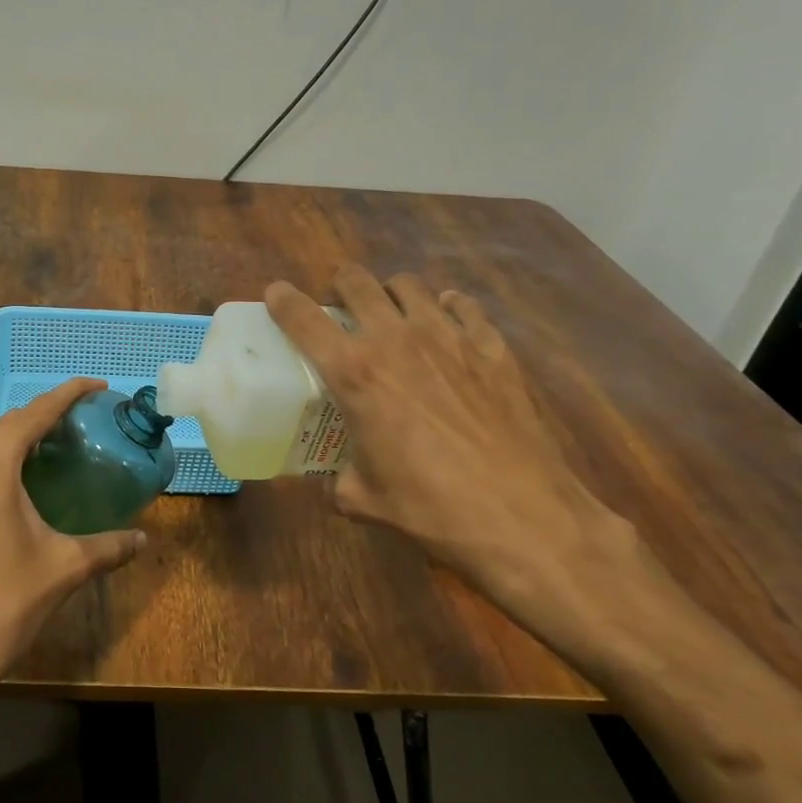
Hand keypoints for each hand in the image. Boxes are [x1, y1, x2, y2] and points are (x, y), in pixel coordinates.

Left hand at [0, 378, 146, 702]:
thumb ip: (108, 547)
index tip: (96, 385)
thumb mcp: (63, 569)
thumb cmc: (3, 605)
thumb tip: (143, 539)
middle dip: (43, 416)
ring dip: (16, 440)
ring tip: (51, 449)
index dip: (67, 394)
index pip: (34, 413)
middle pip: (7, 424)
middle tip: (79, 422)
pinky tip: (13, 486)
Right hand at [266, 266, 673, 661]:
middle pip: (357, 281)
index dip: (282, 300)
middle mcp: (396, 341)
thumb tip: (329, 479)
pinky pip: (463, 305)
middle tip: (341, 308)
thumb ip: (336, 479)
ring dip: (391, 294)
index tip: (276, 295)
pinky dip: (448, 308)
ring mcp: (449, 338)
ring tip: (393, 316)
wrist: (525, 520)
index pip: (303, 318)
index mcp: (355, 374)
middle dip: (340, 285)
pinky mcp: (492, 348)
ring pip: (409, 285)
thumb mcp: (363, 499)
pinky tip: (448, 327)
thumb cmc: (432, 510)